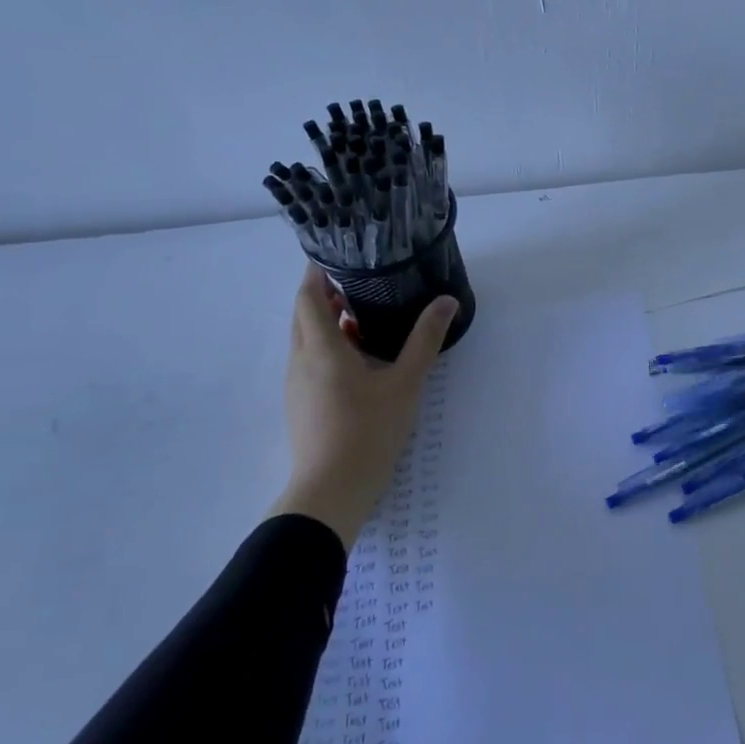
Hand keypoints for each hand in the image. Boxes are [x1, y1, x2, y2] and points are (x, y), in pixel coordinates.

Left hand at [269, 265, 458, 548]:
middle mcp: (301, 360)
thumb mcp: (405, 382)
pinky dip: (328, 348)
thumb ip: (424, 340)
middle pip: (304, 315)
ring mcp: (297, 385)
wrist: (333, 489)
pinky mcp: (301, 405)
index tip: (337, 254)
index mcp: (321, 348)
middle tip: (358, 282)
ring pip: (306, 340)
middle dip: (324, 294)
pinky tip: (359, 361)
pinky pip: (310, 362)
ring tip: (363, 317)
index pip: (308, 296)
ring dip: (327, 322)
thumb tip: (447, 301)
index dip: (317, 272)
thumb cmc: (369, 430)